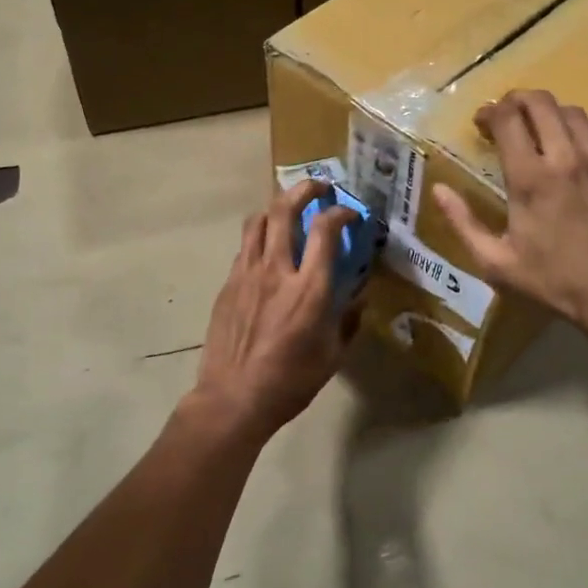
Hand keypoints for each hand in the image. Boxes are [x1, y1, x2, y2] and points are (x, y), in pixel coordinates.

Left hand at [190, 180, 360, 440]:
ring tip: (289, 211)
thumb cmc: (291, 382)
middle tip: (318, 188)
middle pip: (284, 209)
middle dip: (304, 189)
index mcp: (309, 289)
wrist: (233, 398)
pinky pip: (245, 248)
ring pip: (258, 221)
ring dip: (277, 207)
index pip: (325, 229)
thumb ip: (348, 319)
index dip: (341, 212)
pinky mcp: (228, 284)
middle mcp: (277, 271)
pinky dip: (261, 238)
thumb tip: (360, 295)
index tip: (350, 214)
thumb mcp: (332, 355)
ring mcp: (247, 274)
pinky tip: (268, 252)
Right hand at [432, 90, 587, 329]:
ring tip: (542, 131)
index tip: (481, 124)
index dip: (490, 112)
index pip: (507, 118)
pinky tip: (584, 141)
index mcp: (529, 178)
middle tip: (508, 117)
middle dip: (517, 101)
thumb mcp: (495, 262)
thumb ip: (463, 222)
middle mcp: (565, 158)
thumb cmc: (551, 281)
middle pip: (540, 103)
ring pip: (574, 112)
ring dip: (551, 114)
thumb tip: (439, 190)